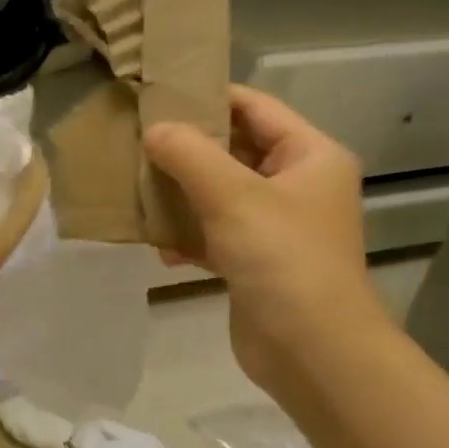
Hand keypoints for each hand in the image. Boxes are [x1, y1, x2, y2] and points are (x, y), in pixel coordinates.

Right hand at [144, 87, 381, 389]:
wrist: (311, 351)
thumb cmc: (282, 259)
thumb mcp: (233, 197)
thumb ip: (189, 155)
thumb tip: (154, 130)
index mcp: (310, 156)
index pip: (255, 108)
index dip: (209, 98)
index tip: (158, 96)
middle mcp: (298, 186)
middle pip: (235, 151)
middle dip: (187, 150)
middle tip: (137, 143)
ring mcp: (277, 227)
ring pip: (220, 195)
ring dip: (182, 195)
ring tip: (138, 191)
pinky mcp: (256, 263)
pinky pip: (216, 234)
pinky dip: (189, 236)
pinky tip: (161, 246)